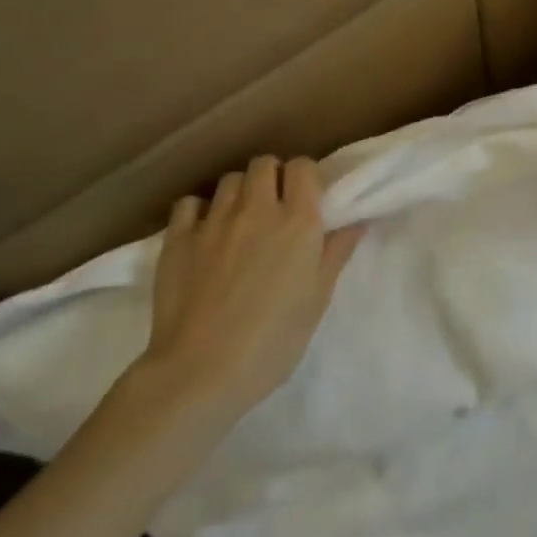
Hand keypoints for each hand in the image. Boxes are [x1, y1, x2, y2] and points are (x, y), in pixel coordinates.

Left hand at [136, 155, 365, 421]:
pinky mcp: (178, 238)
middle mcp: (257, 209)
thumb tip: (358, 220)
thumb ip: (336, 253)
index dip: (305, 176)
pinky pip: (189, 203)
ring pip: (229, 180)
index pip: (303, 167)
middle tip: (275, 207)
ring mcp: (214, 221)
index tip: (306, 197)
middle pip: (264, 164)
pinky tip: (205, 231)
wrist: (201, 371)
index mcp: (298, 221)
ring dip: (240, 192)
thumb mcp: (317, 299)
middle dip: (272, 177)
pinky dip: (200, 210)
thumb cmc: (273, 341)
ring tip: (241, 220)